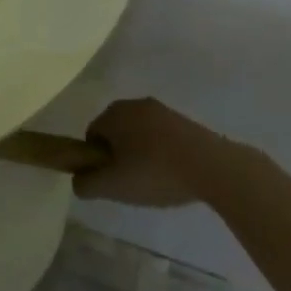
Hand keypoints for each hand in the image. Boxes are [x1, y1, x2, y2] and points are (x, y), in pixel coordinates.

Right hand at [73, 98, 214, 207]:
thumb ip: (86, 184)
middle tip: (131, 183)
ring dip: (142, 154)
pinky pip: (162, 136)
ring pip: (140, 134)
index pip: (91, 136)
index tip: (112, 181)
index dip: (97, 161)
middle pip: (116, 132)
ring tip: (156, 181)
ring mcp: (162, 110)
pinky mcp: (185, 121)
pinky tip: (174, 174)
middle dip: (119, 156)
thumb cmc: (154, 172)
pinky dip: (162, 153)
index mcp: (112, 113)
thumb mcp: (112, 186)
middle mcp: (134, 104)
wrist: (211, 167)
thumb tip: (78, 180)